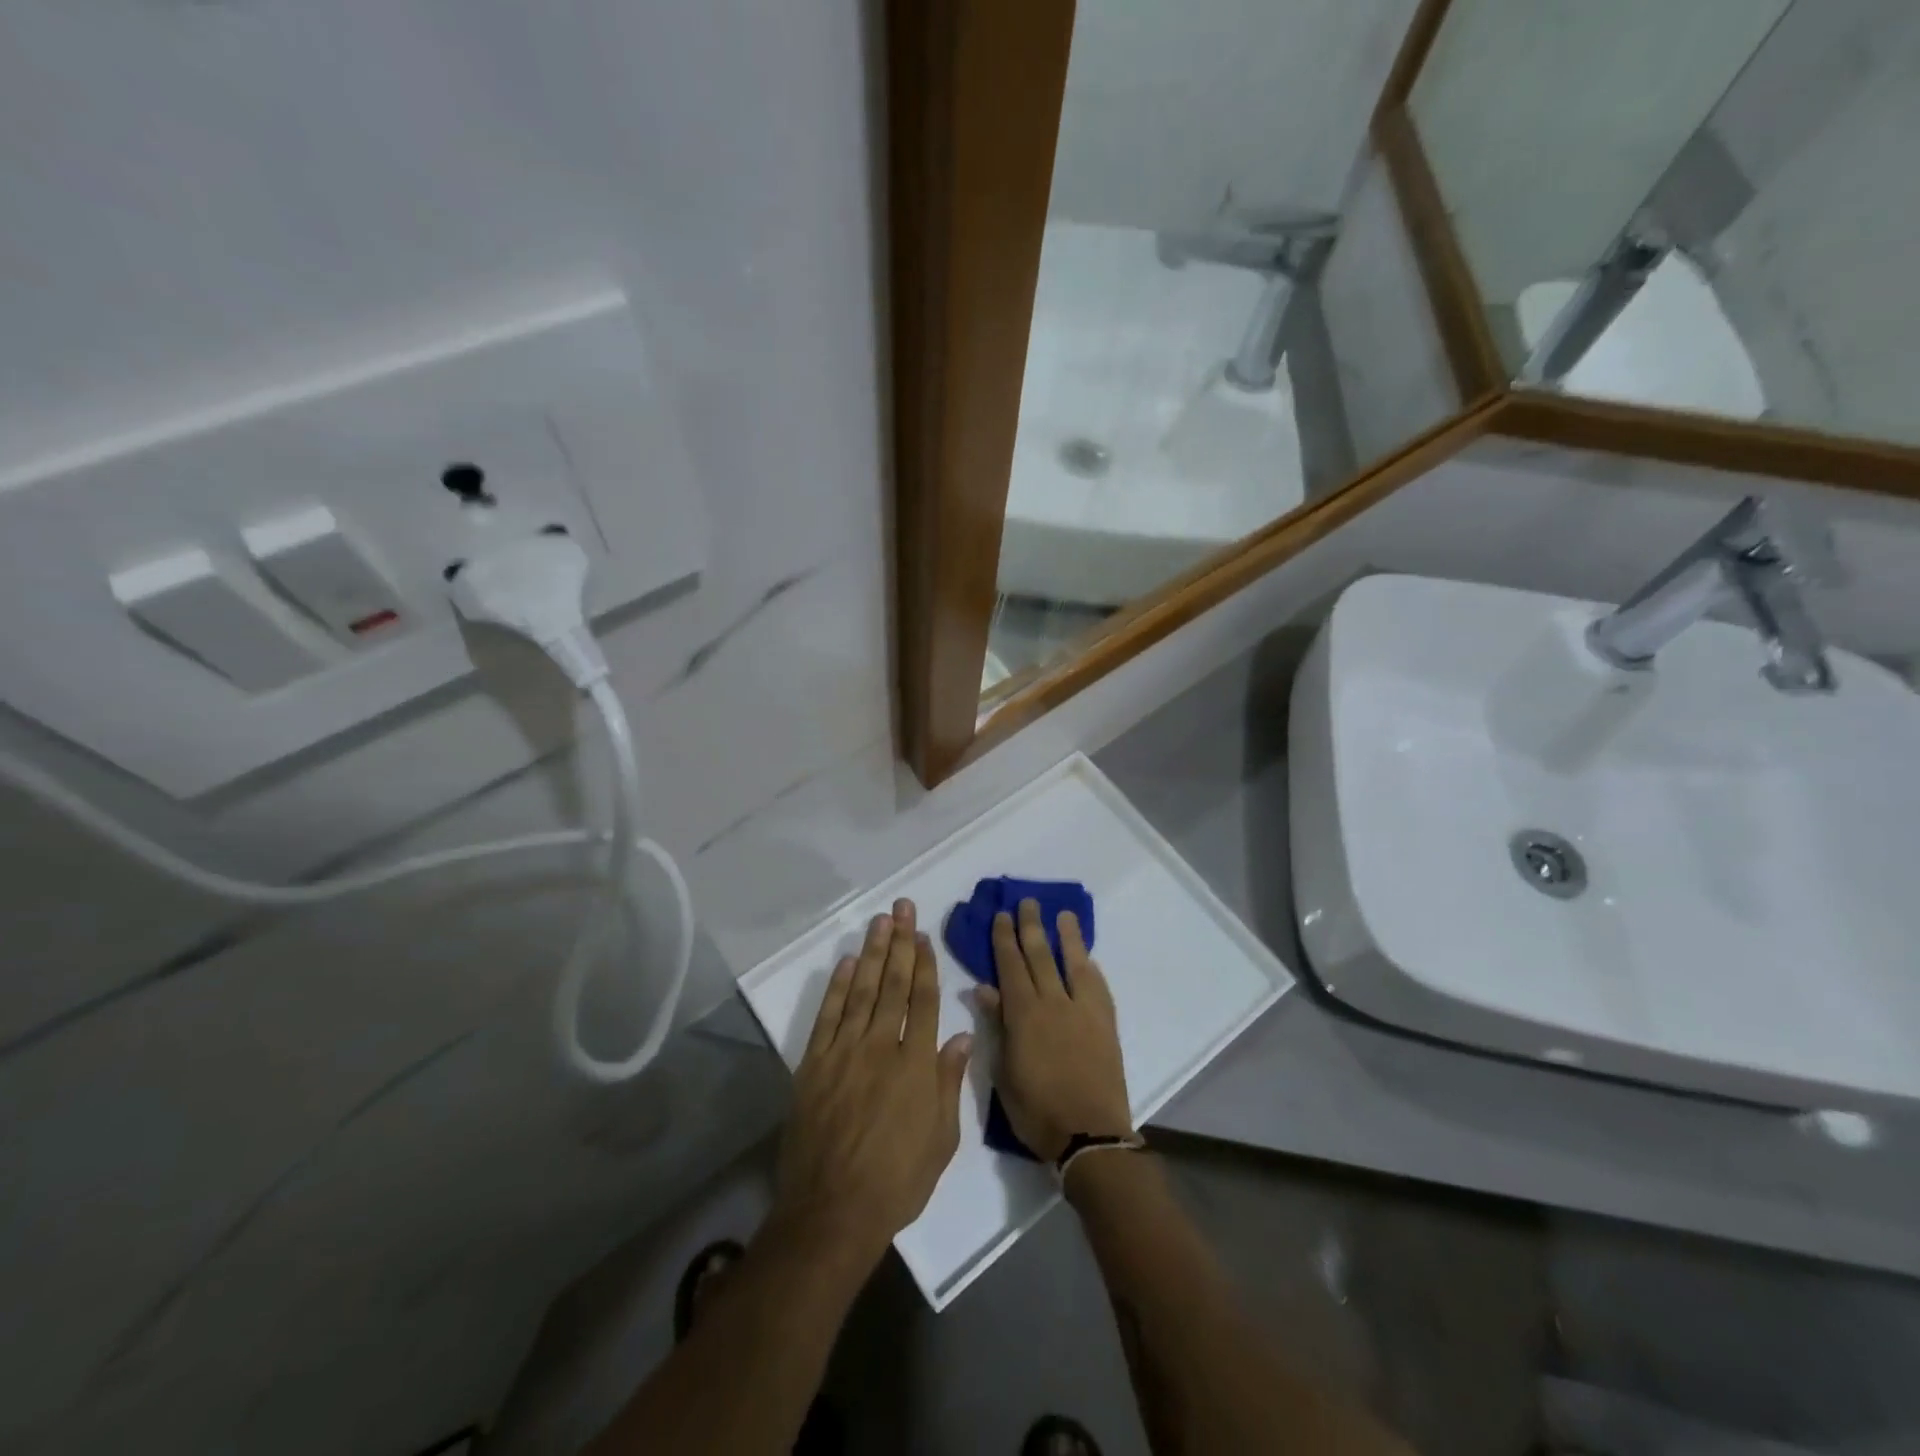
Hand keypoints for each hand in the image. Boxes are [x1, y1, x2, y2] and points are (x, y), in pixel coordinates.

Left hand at [770, 900, 972, 1271]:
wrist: (832, 1212)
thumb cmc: (897, 1181)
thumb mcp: (941, 1139)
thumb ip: (949, 1083)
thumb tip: (959, 1036)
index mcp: (916, 1065)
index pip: (923, 1001)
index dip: (924, 964)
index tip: (923, 935)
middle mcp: (881, 1048)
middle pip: (893, 985)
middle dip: (899, 943)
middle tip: (901, 907)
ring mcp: (844, 1053)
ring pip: (862, 991)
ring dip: (872, 953)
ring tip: (879, 921)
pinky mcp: (814, 1064)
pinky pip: (829, 1016)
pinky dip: (839, 986)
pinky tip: (848, 963)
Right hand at [974, 899, 1131, 1162]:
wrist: (1089, 1134)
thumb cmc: (1036, 1109)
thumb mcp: (1003, 1071)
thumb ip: (996, 1025)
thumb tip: (983, 987)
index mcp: (1023, 1014)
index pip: (1010, 966)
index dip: (1004, 939)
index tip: (1000, 915)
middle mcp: (1053, 1003)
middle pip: (1040, 956)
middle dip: (1030, 926)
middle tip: (1027, 902)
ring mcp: (1083, 1010)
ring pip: (1072, 963)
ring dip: (1066, 937)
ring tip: (1063, 914)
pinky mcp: (1106, 1023)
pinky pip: (1097, 986)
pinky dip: (1089, 968)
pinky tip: (1086, 958)